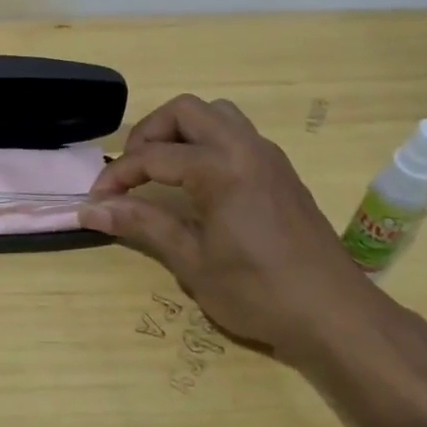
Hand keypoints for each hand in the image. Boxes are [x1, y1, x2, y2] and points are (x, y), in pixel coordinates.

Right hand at [80, 95, 426, 376]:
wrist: (336, 315)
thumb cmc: (258, 292)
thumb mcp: (191, 260)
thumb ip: (141, 224)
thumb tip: (90, 209)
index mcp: (220, 167)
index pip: (152, 156)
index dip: (117, 176)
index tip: (95, 200)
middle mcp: (245, 147)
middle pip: (184, 111)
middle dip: (149, 134)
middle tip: (131, 172)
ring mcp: (268, 155)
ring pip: (215, 115)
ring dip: (181, 132)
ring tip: (163, 170)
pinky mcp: (281, 169)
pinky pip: (236, 134)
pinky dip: (207, 142)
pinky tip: (198, 183)